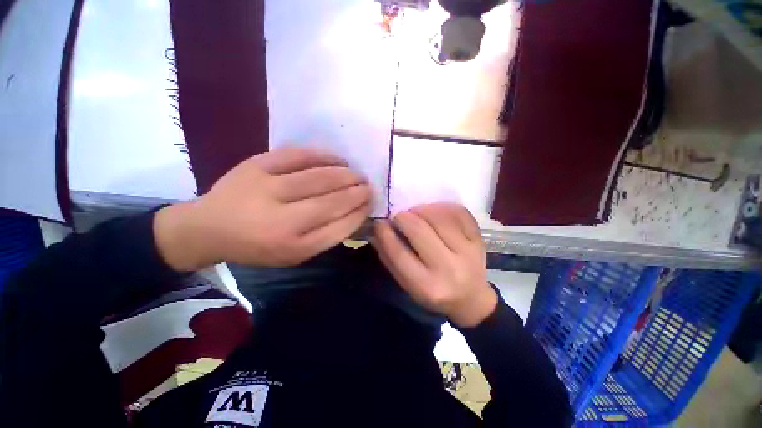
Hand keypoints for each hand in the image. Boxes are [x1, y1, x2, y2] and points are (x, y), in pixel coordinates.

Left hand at [155, 147, 371, 270]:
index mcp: (292, 247)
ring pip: (319, 177)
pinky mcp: (256, 165)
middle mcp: (281, 221)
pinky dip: (324, 156)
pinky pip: (298, 156)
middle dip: (357, 192)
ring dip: (345, 174)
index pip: (339, 227)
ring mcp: (267, 189)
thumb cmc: (258, 246)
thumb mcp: (294, 254)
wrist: (208, 227)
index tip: (371, 203)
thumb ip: (326, 236)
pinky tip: (338, 159)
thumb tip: (356, 212)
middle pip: (331, 202)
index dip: (360, 213)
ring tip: (358, 174)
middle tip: (369, 186)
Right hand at [372, 203, 496, 327]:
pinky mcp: (478, 240)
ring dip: (422, 209)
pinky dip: (442, 207)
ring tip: (415, 212)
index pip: (399, 253)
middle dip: (403, 218)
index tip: (380, 222)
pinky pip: (458, 213)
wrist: (470, 299)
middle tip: (399, 217)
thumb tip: (377, 230)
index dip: (385, 233)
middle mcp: (449, 269)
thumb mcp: (408, 284)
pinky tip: (434, 211)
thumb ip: (390, 258)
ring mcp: (468, 252)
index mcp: (427, 286)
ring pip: (439, 217)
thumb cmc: (434, 293)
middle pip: (419, 230)